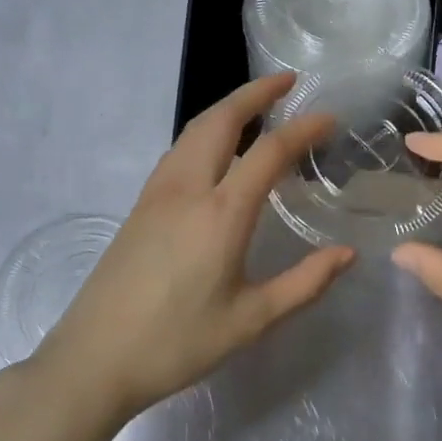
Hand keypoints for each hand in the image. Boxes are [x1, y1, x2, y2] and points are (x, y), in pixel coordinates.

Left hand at [31, 73, 354, 426]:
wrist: (94, 358)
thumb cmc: (177, 343)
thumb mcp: (251, 320)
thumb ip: (304, 283)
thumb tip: (347, 254)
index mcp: (221, 214)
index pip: (269, 152)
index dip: (303, 129)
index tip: (329, 117)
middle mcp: (187, 189)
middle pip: (221, 120)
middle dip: (255, 93)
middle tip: (287, 82)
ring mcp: (157, 193)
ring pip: (194, 131)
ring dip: (227, 108)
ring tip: (255, 106)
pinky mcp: (139, 205)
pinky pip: (178, 150)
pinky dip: (205, 131)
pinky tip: (215, 149)